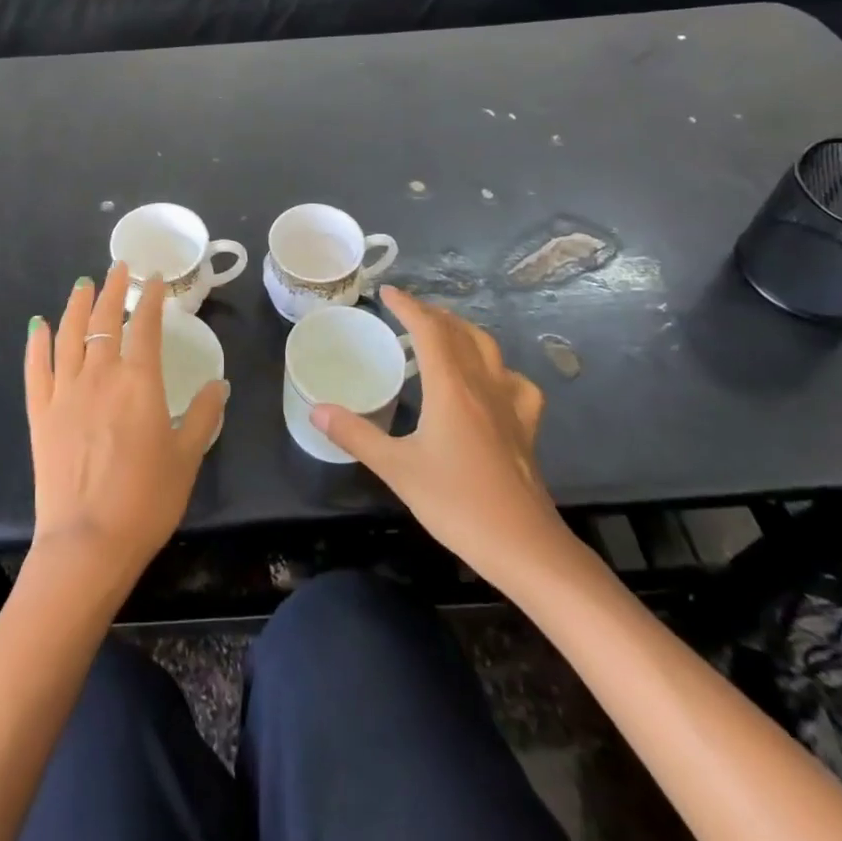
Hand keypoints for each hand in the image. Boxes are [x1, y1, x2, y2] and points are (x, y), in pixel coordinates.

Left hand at [23, 262, 227, 590]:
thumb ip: (205, 415)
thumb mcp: (187, 457)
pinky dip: (37, 343)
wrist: (88, 543)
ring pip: (68, 334)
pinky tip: (38, 326)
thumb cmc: (147, 500)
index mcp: (140, 381)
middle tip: (119, 269)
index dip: (151, 298)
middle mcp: (100, 374)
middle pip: (104, 319)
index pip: (146, 325)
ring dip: (76, 305)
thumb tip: (220, 383)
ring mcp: (65, 391)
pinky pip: (36, 367)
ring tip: (83, 285)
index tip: (155, 278)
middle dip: (113, 289)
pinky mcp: (41, 412)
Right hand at [313, 287, 573, 591]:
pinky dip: (499, 369)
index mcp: (451, 388)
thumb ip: (355, 435)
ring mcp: (510, 406)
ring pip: (490, 350)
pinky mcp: (525, 428)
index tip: (387, 293)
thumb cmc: (457, 503)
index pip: (429, 330)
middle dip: (433, 314)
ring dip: (463, 332)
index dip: (408, 306)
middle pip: (460, 333)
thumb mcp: (396, 469)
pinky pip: (516, 383)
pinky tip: (491, 382)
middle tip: (407, 312)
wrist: (524, 547)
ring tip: (444, 334)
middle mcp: (482, 385)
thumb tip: (316, 410)